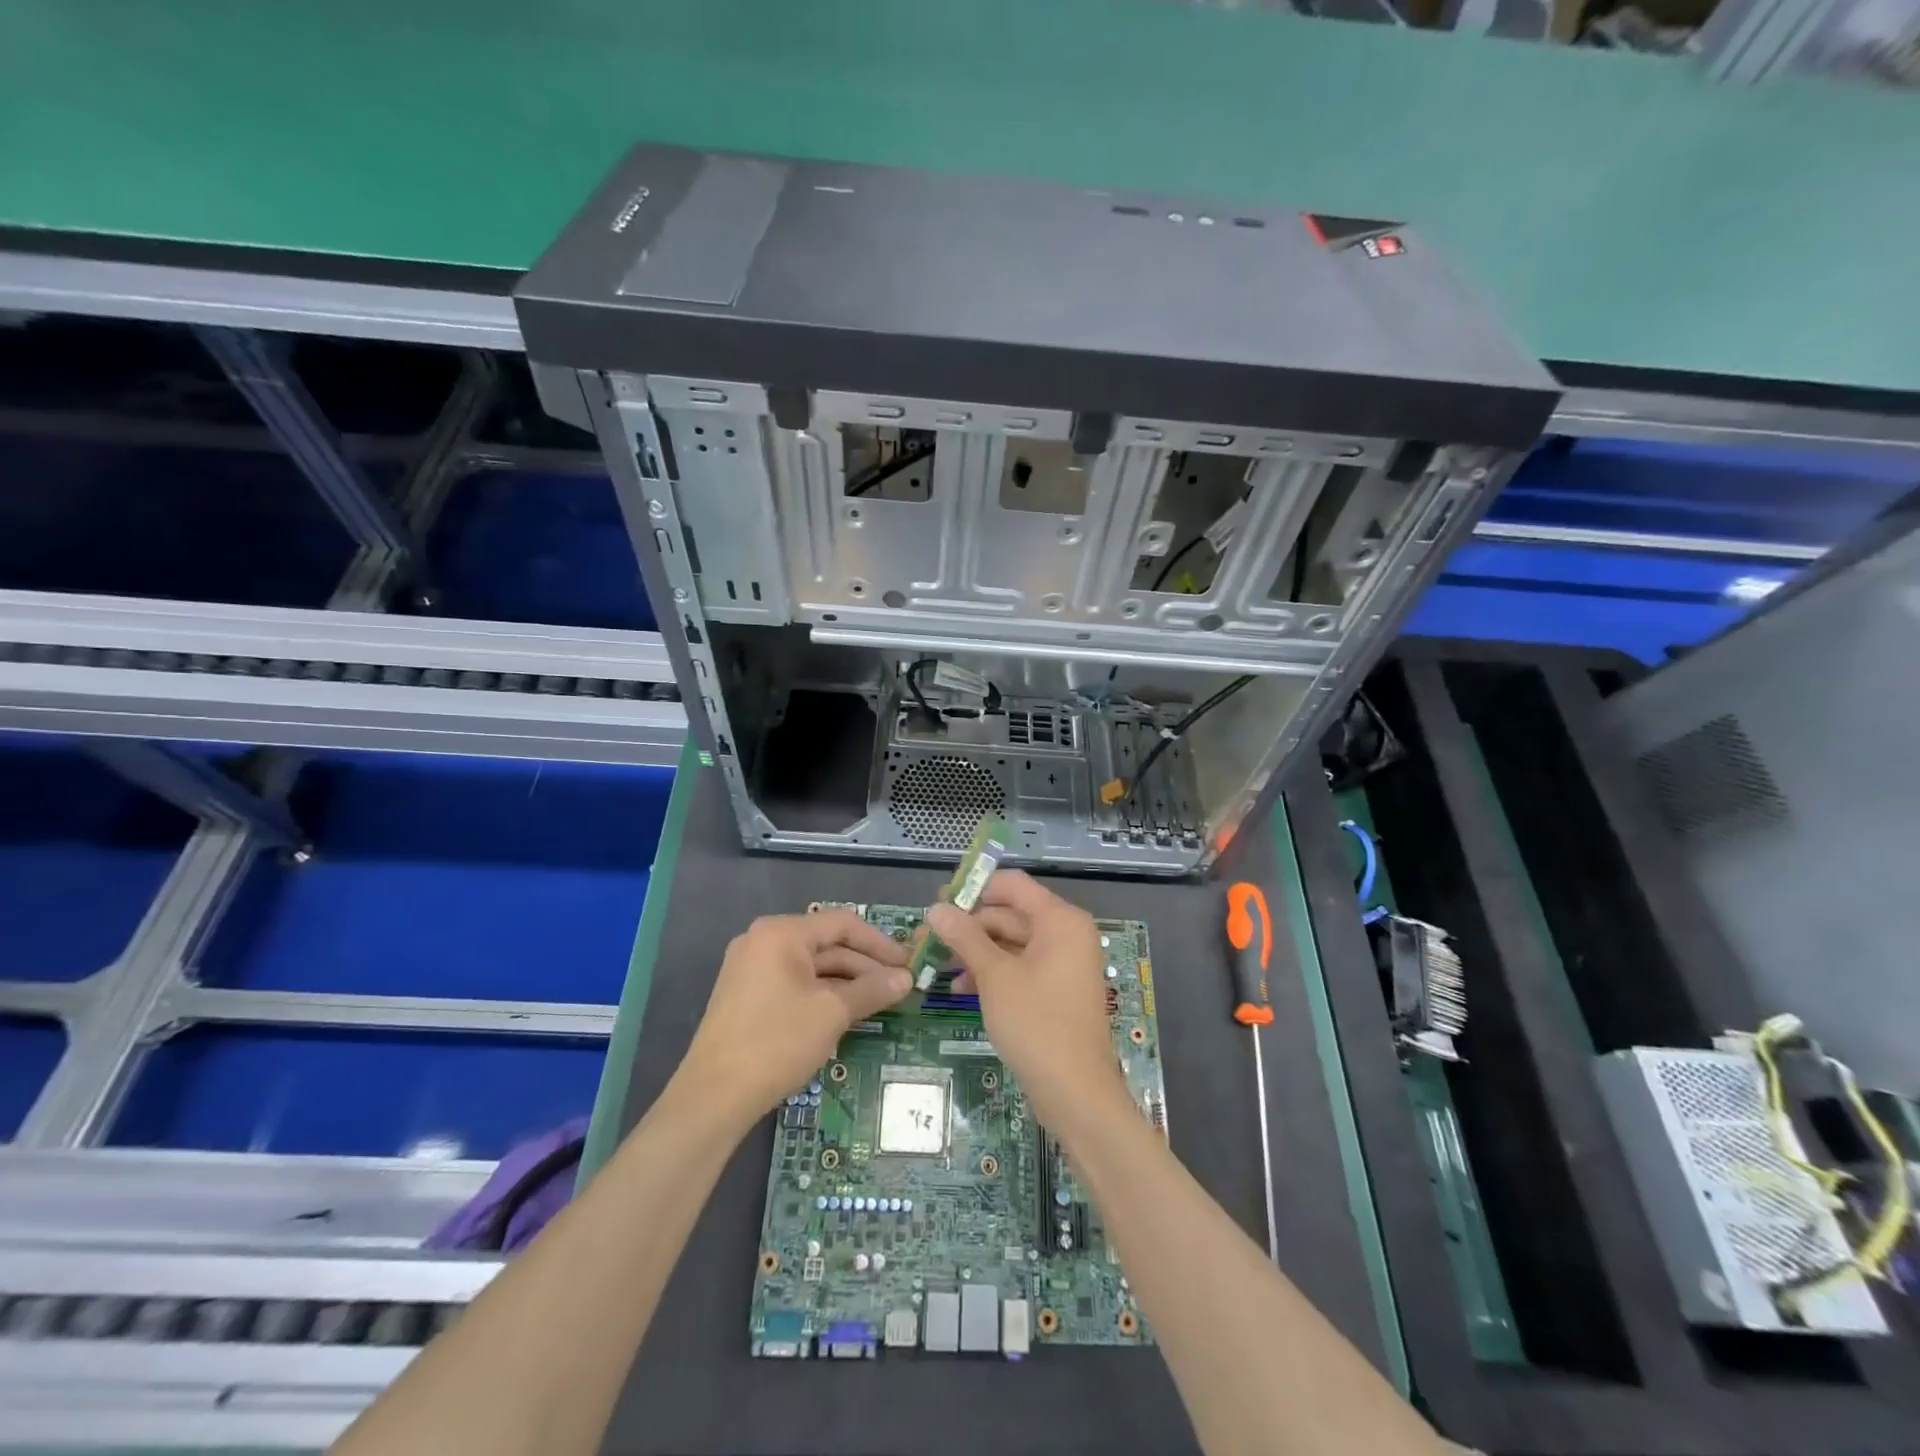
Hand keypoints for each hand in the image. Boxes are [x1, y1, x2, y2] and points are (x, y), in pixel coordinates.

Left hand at [678, 910, 909, 1121]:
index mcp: (781, 932)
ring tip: (879, 1002)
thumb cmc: (777, 1042)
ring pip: (811, 966)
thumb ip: (872, 989)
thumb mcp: (833, 1012)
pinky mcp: (746, 995)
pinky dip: (823, 993)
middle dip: (865, 965)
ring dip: (847, 982)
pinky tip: (846, 1012)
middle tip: (899, 987)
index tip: (907, 964)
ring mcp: (750, 968)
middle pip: (826, 943)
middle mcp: (763, 941)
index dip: (880, 943)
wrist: (713, 1097)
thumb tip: (906, 979)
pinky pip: (794, 983)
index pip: (842, 923)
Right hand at [926, 870, 1131, 1134]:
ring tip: (937, 966)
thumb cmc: (1036, 1024)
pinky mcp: (1056, 988)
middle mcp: (1065, 933)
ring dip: (976, 951)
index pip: (1012, 885)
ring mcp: (1063, 962)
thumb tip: (935, 908)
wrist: (1076, 1092)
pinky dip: (993, 971)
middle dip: (969, 926)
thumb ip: (965, 937)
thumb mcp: (994, 976)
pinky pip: (1021, 966)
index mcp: (1060, 919)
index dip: (974, 889)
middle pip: (1010, 914)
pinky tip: (961, 986)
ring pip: (1012, 942)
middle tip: (927, 941)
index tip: (938, 903)